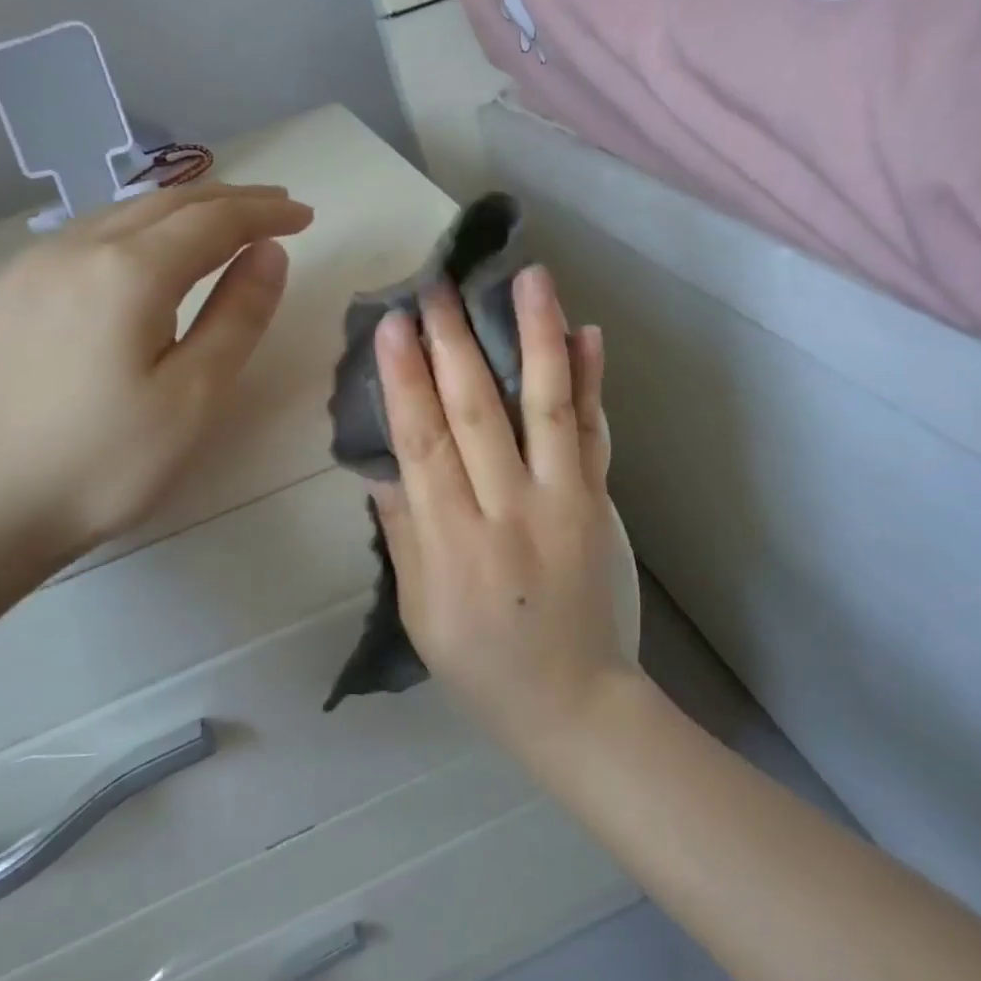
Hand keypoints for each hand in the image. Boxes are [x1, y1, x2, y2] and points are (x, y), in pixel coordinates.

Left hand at [0, 184, 313, 564]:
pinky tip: (158, 251)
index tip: (306, 216)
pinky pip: (94, 233)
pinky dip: (144, 228)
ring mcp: (35, 264)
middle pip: (168, 203)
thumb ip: (239, 315)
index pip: (213, 220)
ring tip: (231, 225)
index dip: (264, 214)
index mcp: (127, 273)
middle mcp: (75, 248)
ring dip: (187, 211)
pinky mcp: (15, 288)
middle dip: (231, 201)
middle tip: (280, 211)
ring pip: (127, 212)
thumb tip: (270, 253)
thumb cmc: (108, 462)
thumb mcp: (195, 396)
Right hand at [371, 265, 637, 752]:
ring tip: (530, 278)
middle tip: (440, 283)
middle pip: (479, 412)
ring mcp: (564, 501)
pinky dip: (592, 383)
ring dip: (537, 338)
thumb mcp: (420, 611)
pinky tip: (589, 335)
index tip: (394, 322)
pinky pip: (594, 434)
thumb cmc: (481, 663)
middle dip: (456, 341)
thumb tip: (381, 464)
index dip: (406, 379)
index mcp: (454, 542)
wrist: (574, 702)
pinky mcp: (599, 502)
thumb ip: (402, 532)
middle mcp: (510, 510)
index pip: (424, 443)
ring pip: (546, 407)